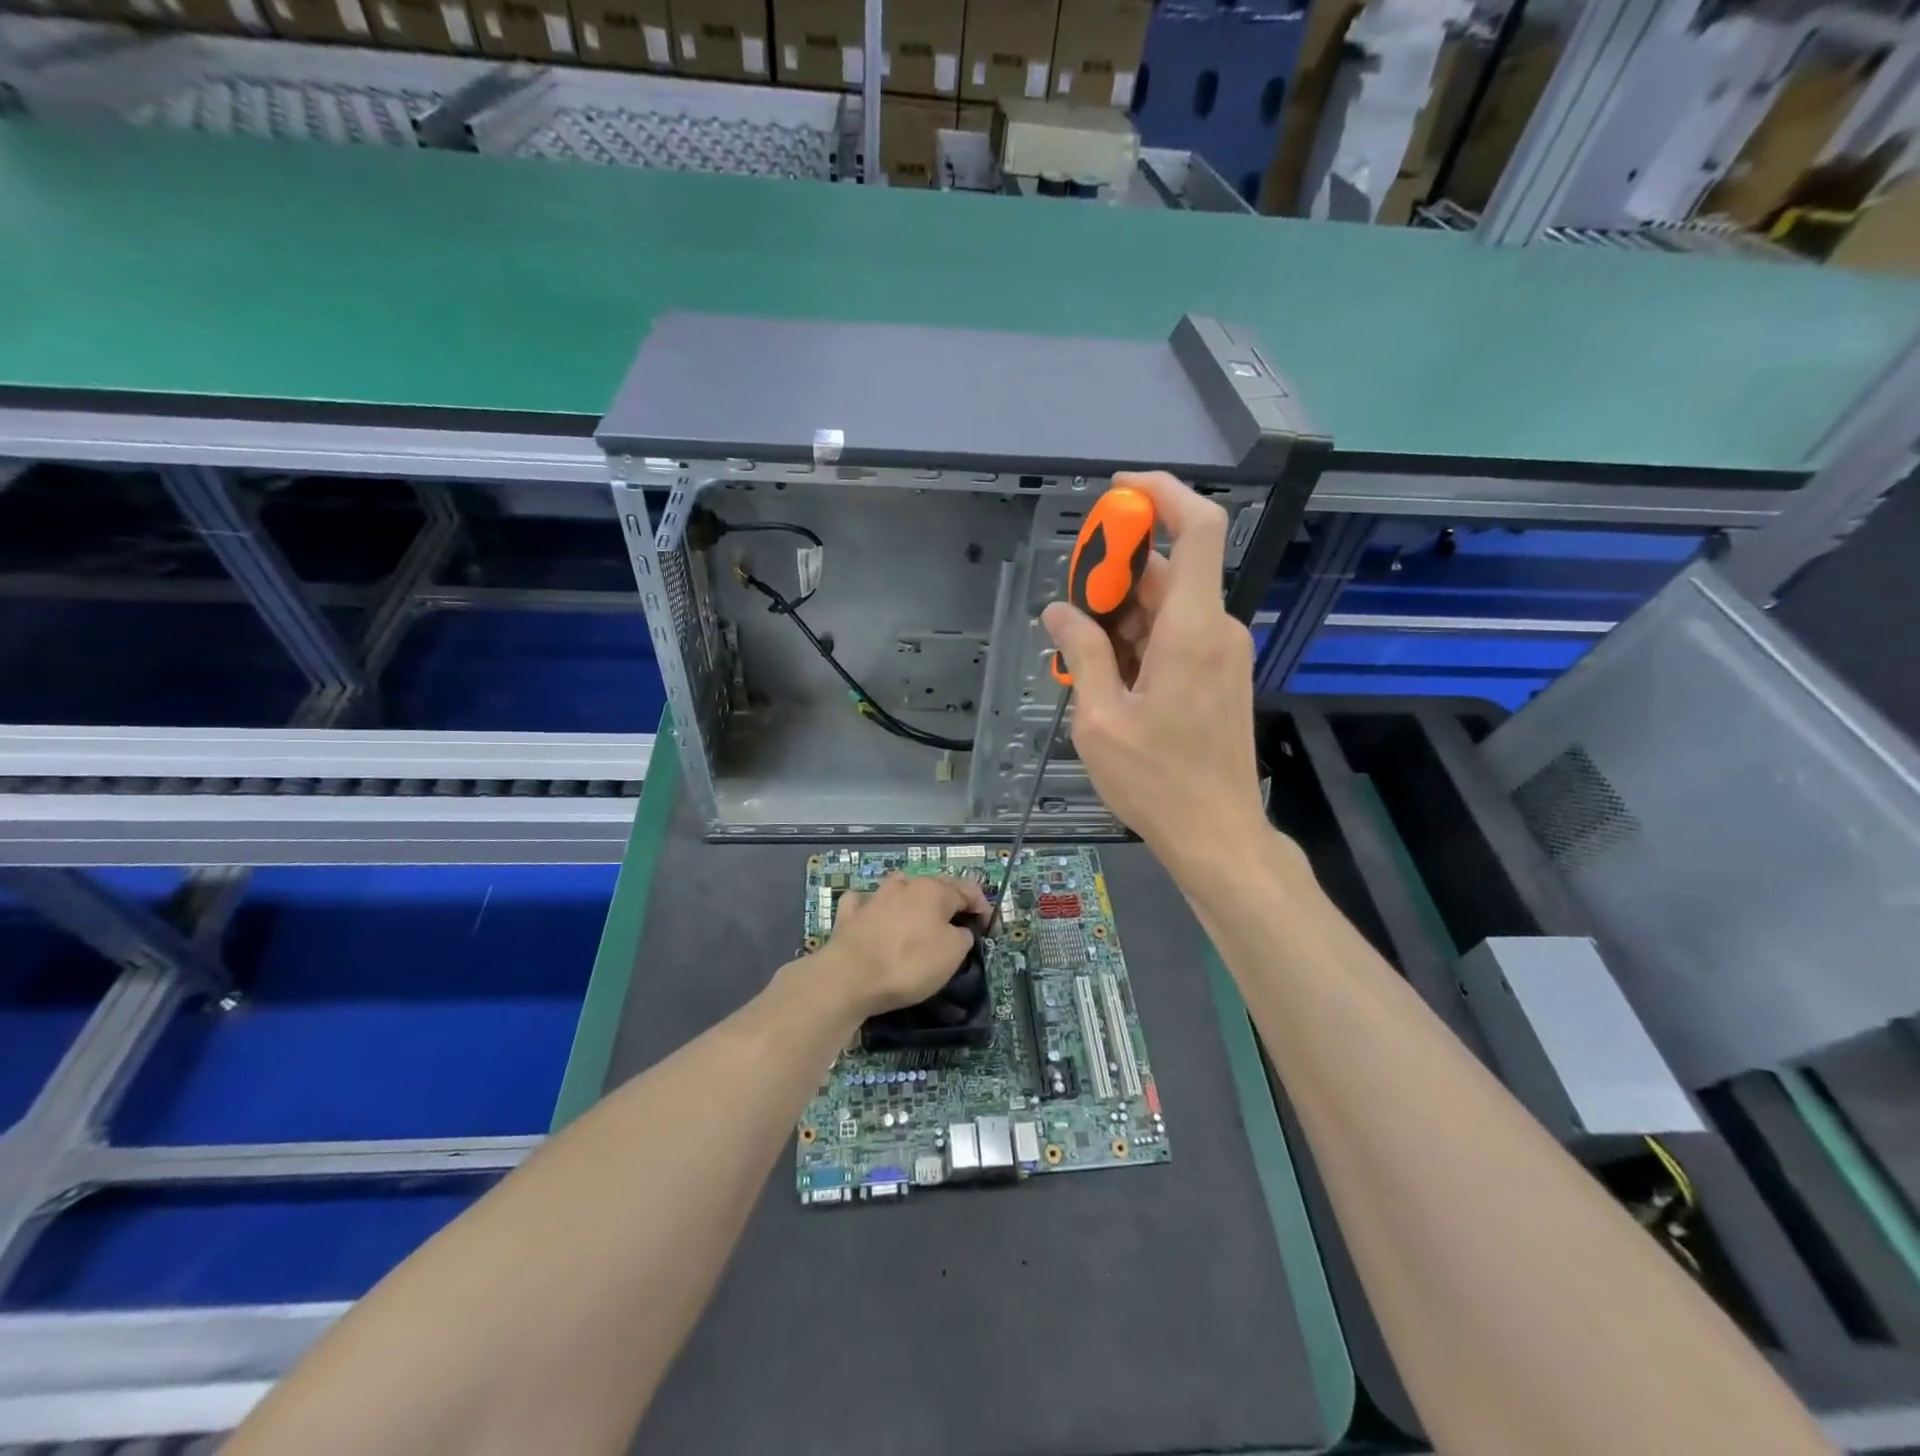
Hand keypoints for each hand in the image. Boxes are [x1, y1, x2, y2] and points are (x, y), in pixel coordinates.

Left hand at [813, 872, 990, 1018]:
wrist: (849, 977)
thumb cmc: (909, 963)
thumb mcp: (952, 954)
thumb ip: (962, 936)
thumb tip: (959, 930)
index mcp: (934, 890)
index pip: (967, 890)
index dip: (982, 906)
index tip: (989, 927)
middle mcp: (904, 884)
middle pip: (934, 886)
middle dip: (949, 901)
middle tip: (959, 923)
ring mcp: (874, 896)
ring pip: (899, 888)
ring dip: (911, 898)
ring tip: (917, 917)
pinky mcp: (849, 914)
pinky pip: (864, 903)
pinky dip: (872, 907)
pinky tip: (872, 915)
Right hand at [1042, 471, 1269, 870]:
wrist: (1217, 835)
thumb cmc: (1157, 781)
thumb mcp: (1100, 718)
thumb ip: (1082, 654)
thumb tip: (1059, 612)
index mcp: (1193, 630)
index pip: (1199, 528)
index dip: (1163, 494)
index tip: (1117, 492)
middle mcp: (1216, 630)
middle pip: (1170, 571)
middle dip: (1116, 573)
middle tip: (1069, 606)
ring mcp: (1222, 654)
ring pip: (1170, 606)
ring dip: (1122, 613)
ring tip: (1078, 650)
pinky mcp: (1219, 677)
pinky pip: (1178, 635)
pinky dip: (1140, 638)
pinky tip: (1106, 674)